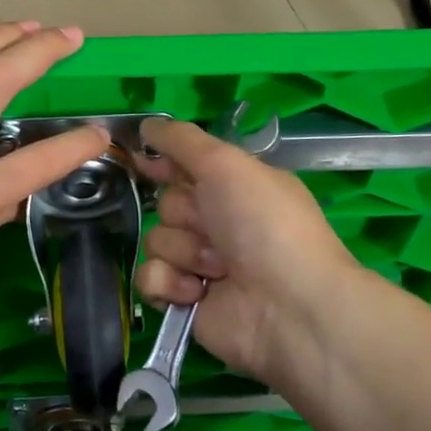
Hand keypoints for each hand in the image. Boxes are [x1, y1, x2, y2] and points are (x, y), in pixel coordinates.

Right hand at [133, 117, 369, 382]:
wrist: (289, 307)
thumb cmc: (265, 224)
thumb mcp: (227, 164)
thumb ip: (182, 140)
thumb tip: (146, 123)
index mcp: (234, 187)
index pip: (184, 165)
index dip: (161, 162)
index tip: (141, 159)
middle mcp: (217, 222)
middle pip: (165, 204)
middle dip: (183, 214)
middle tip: (212, 228)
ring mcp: (200, 263)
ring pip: (155, 241)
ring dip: (182, 251)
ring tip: (216, 268)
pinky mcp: (184, 299)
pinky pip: (149, 278)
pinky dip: (168, 283)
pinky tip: (195, 292)